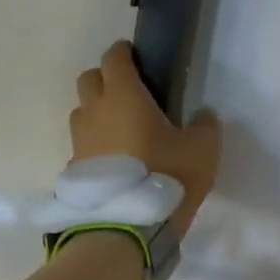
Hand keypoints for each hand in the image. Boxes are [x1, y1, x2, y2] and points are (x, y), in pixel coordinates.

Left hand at [70, 41, 220, 230]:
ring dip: (98, 113)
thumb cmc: (167, 176)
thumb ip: (205, 126)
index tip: (136, 57)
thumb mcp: (202, 151)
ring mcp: (79, 141)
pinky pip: (83, 146)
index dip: (124, 53)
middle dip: (106, 79)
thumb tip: (203, 114)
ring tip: (122, 132)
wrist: (127, 226)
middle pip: (90, 79)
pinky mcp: (75, 169)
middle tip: (129, 94)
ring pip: (83, 113)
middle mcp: (95, 111)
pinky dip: (97, 146)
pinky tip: (115, 164)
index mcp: (124, 96)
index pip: (114, 58)